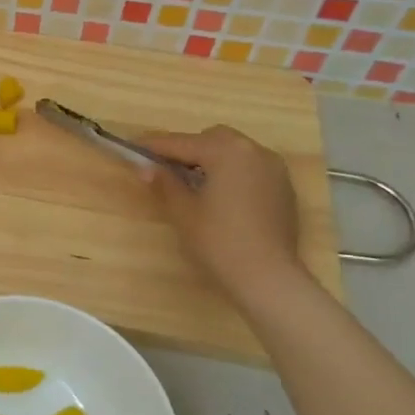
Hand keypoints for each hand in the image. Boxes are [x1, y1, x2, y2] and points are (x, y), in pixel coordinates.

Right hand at [145, 126, 303, 300]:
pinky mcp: (283, 187)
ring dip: (211, 159)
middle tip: (165, 169)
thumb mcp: (183, 211)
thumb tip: (148, 167)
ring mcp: (273, 168)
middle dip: (187, 149)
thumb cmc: (219, 241)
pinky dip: (231, 172)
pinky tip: (219, 196)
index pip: (181, 142)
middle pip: (212, 138)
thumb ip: (165, 182)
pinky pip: (250, 167)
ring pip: (234, 151)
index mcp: (226, 152)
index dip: (154, 146)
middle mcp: (253, 151)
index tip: (132, 146)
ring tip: (192, 183)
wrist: (267, 276)